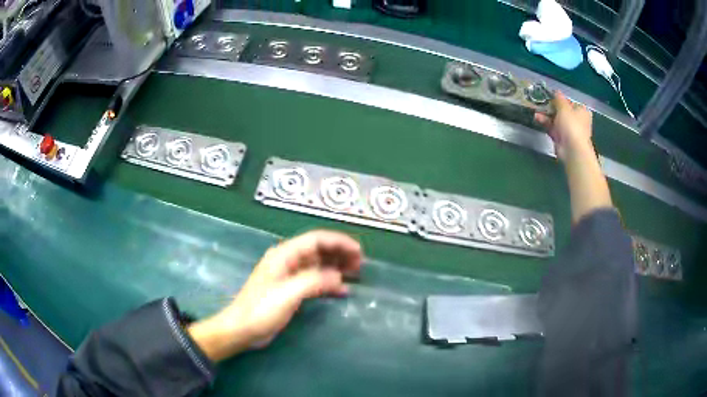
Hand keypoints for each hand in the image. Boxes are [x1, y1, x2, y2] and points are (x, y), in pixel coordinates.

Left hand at [188, 230, 362, 361]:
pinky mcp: (292, 291)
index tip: (359, 251)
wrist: (242, 329)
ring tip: (356, 273)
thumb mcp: (288, 293)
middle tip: (360, 263)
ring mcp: (290, 276)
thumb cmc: (262, 309)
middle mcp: (288, 261)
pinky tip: (342, 289)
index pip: (316, 240)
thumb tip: (339, 276)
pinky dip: (329, 282)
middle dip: (340, 253)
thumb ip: (314, 281)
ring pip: (318, 265)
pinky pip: (315, 281)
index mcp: (284, 255)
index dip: (339, 242)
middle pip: (318, 250)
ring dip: (337, 267)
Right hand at [535, 91, 593, 161]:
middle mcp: (577, 121)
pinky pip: (553, 128)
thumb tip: (556, 91)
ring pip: (556, 120)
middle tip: (541, 103)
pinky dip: (546, 124)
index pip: (570, 102)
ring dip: (546, 115)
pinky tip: (537, 118)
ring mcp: (569, 130)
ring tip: (536, 111)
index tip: (550, 97)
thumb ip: (559, 98)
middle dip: (551, 108)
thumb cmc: (571, 125)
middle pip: (562, 111)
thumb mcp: (564, 107)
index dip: (560, 99)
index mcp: (582, 111)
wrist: (572, 149)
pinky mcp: (562, 139)